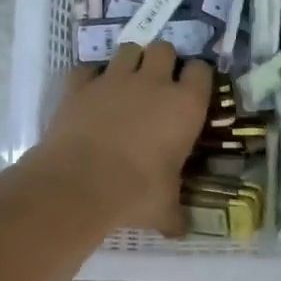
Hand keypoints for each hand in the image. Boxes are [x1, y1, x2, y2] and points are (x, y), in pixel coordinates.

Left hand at [35, 42, 211, 236]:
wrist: (80, 183)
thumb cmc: (136, 192)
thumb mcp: (164, 208)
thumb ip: (174, 214)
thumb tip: (181, 231)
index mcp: (184, 105)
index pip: (201, 71)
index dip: (196, 78)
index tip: (192, 91)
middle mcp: (152, 82)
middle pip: (164, 48)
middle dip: (162, 61)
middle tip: (158, 84)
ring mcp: (113, 79)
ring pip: (128, 49)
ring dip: (129, 62)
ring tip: (125, 83)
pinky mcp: (79, 85)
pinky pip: (87, 69)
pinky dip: (89, 78)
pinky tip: (89, 95)